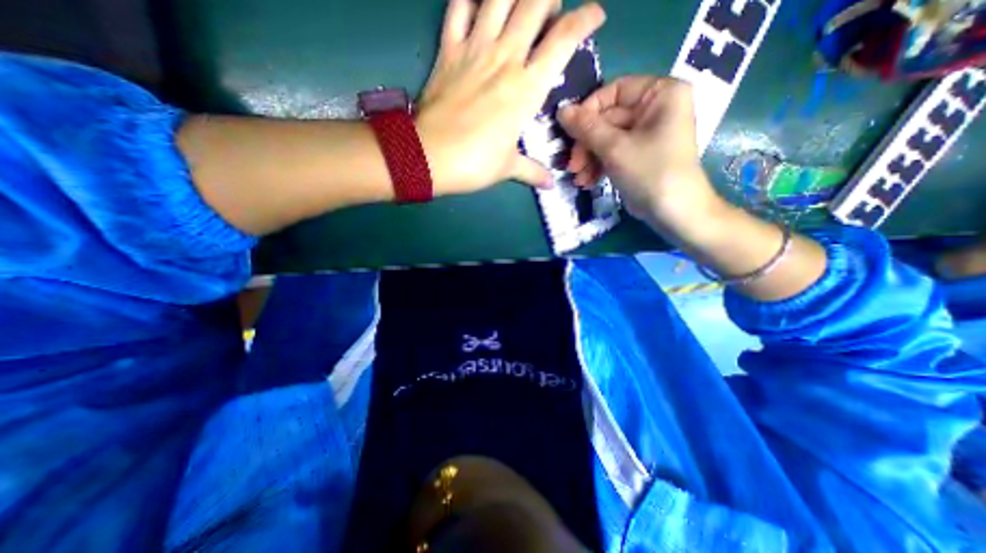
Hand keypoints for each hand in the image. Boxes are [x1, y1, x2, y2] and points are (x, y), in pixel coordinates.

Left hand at [412, 0, 605, 196]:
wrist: (429, 157)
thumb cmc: (474, 163)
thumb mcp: (508, 168)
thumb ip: (532, 171)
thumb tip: (550, 184)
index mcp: (526, 88)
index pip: (564, 40)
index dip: (585, 19)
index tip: (595, 15)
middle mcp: (505, 58)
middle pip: (535, 3)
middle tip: (552, 13)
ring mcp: (474, 49)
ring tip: (522, 3)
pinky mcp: (448, 50)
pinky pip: (458, 7)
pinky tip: (479, 4)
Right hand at [563, 76, 722, 229]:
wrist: (674, 212)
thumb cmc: (650, 172)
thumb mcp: (615, 148)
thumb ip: (586, 128)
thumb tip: (561, 109)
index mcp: (660, 93)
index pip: (614, 91)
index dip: (588, 111)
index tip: (569, 133)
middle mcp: (654, 108)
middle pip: (607, 119)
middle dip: (586, 144)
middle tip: (572, 165)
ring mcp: (645, 134)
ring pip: (606, 138)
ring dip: (588, 159)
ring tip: (579, 178)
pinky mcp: (638, 154)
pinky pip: (612, 153)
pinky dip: (598, 166)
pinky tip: (587, 182)